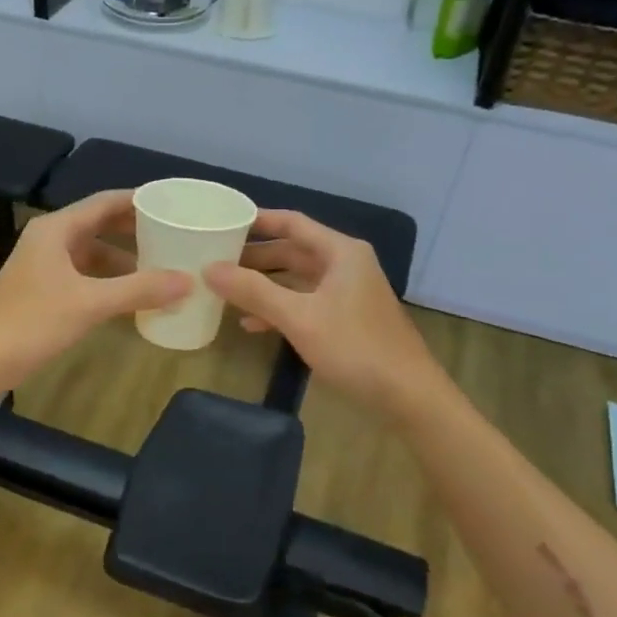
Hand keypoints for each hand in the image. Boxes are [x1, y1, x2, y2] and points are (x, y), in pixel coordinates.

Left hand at [0, 190, 192, 394]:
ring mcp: (43, 266)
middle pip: (99, 225)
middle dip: (135, 230)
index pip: (105, 202)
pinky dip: (108, 281)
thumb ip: (139, 290)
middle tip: (174, 234)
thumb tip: (188, 280)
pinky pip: (83, 275)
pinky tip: (131, 297)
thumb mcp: (90, 304)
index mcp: (56, 229)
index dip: (139, 201)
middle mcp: (49, 239)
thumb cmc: (32, 323)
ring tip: (160, 267)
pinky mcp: (42, 290)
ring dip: (124, 259)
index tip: (173, 204)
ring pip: (92, 253)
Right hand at [205, 210, 445, 421]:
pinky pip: (305, 303)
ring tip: (225, 290)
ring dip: (263, 285)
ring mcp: (347, 293)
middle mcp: (345, 265)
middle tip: (214, 261)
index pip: (292, 223)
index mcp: (340, 252)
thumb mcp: (299, 317)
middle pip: (292, 251)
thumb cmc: (355, 347)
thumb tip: (209, 269)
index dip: (257, 221)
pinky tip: (251, 324)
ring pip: (296, 280)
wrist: (408, 395)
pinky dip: (279, 309)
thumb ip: (253, 291)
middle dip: (254, 257)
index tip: (223, 223)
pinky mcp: (346, 319)